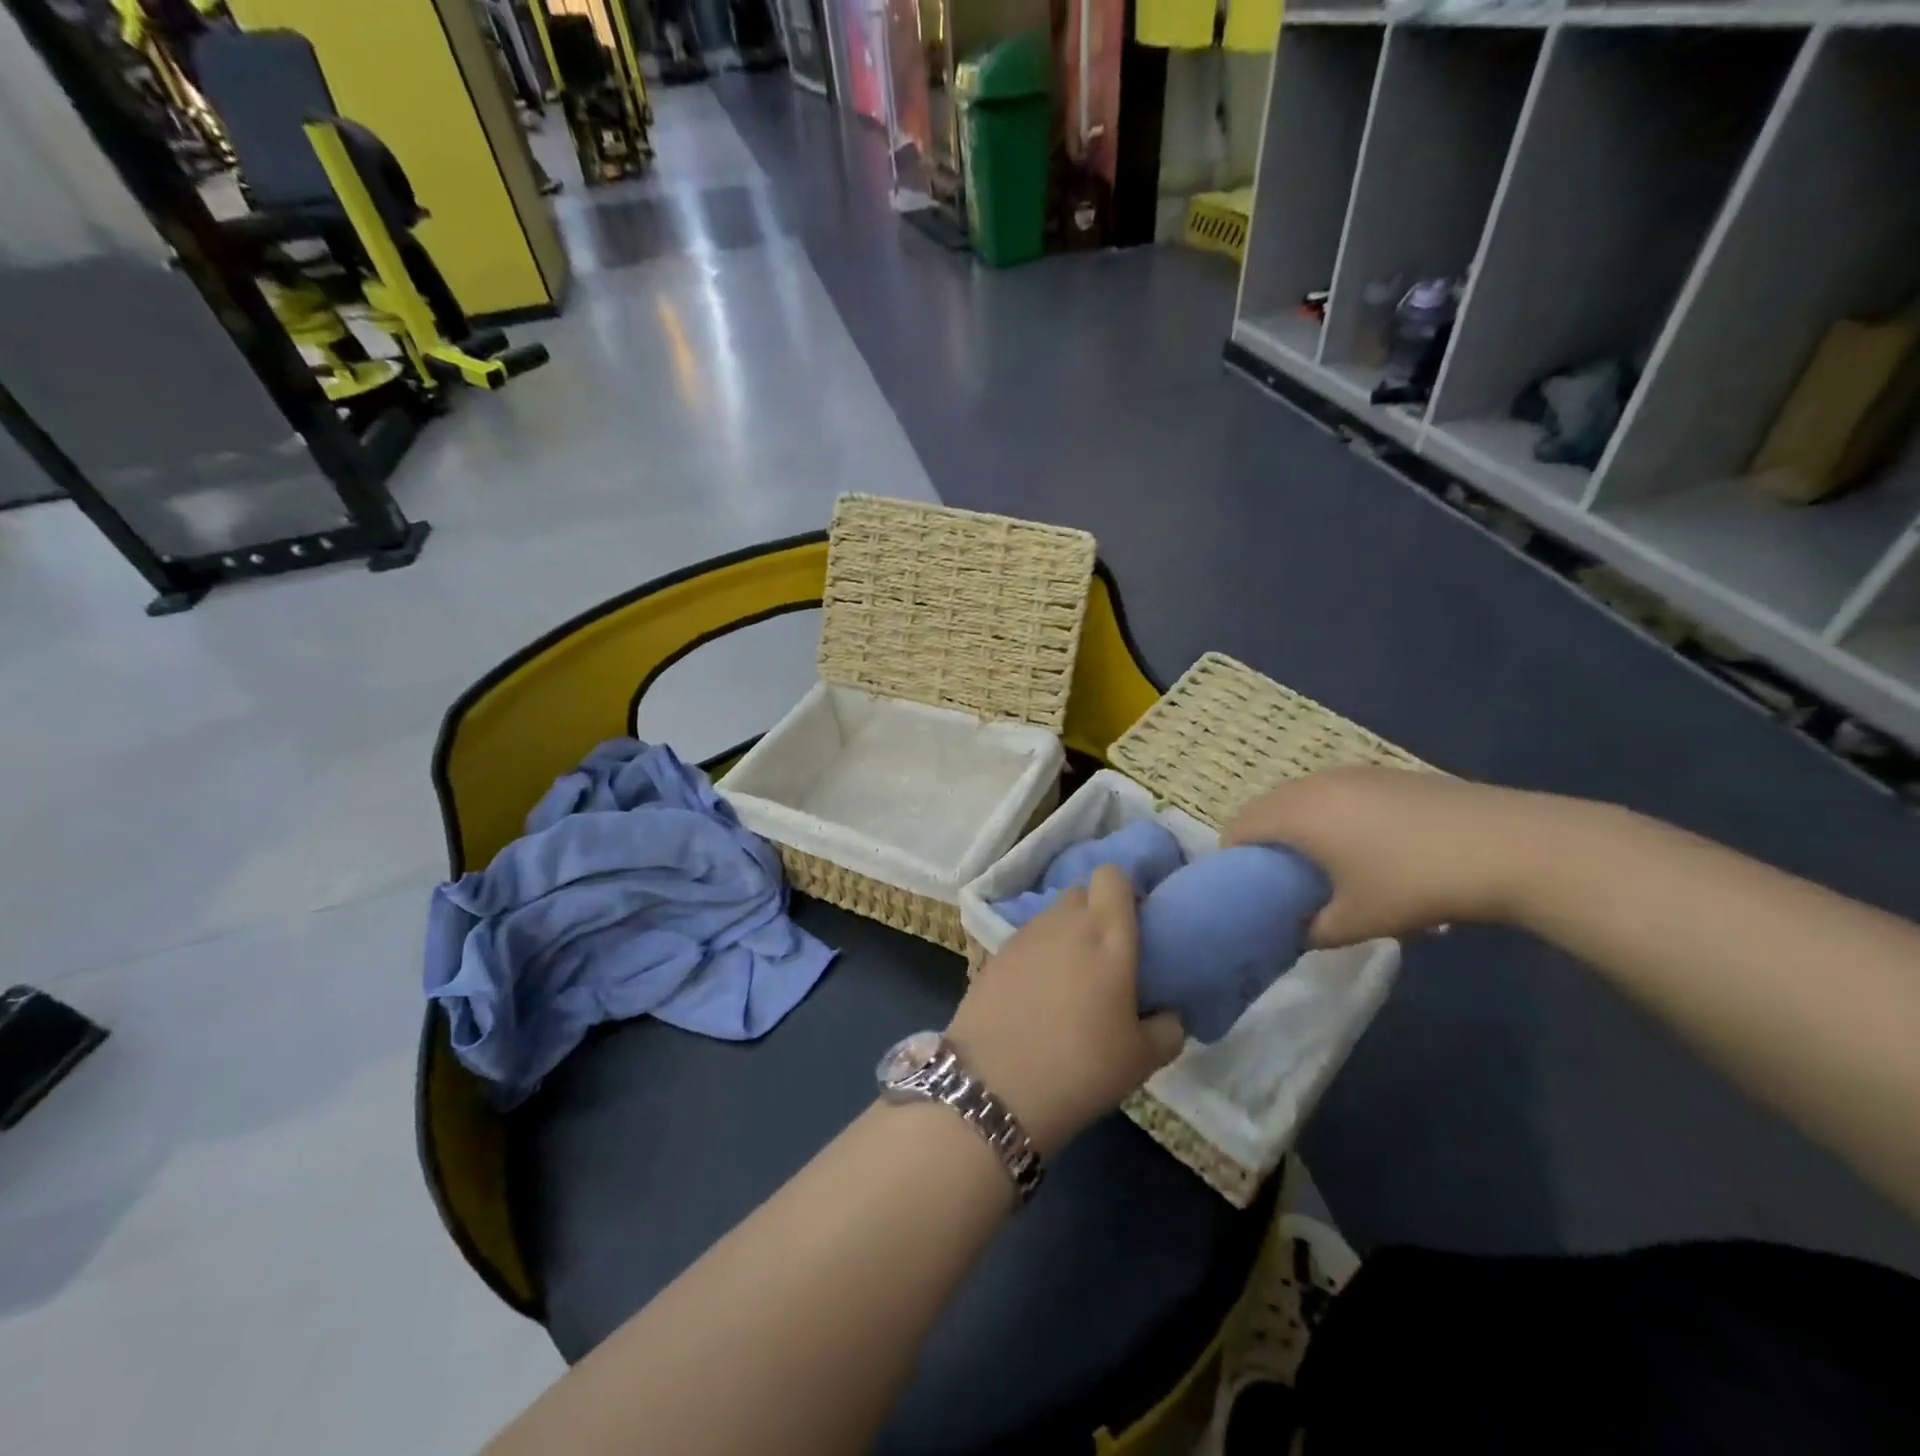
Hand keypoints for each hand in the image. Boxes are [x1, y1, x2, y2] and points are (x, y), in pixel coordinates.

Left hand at [946, 865, 1185, 1157]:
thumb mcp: (1143, 1059)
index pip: (1112, 875)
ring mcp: (1024, 935)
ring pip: (1052, 916)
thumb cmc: (1081, 1067)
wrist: (995, 1087)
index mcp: (1107, 933)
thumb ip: (1168, 1027)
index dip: (1124, 892)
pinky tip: (1037, 994)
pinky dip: (1037, 955)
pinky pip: (1026, 940)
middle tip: (1106, 955)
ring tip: (1071, 979)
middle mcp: (1064, 922)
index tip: (1134, 925)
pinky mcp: (994, 954)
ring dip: (1065, 933)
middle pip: (1081, 892)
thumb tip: (1168, 1013)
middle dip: (1095, 912)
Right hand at [1221, 766, 1547, 946]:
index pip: (1237, 829)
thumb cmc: (1416, 883)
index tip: (1246, 891)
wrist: (1510, 845)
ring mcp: (1351, 773)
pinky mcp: (1384, 773)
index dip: (1232, 861)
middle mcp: (1313, 784)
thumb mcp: (1357, 921)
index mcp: (1295, 814)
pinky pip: (1334, 793)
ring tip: (1322, 866)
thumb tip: (1298, 932)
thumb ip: (1312, 930)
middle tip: (1280, 883)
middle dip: (1264, 844)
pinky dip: (1329, 816)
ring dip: (1297, 828)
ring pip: (1301, 798)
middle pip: (1265, 809)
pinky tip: (1365, 847)